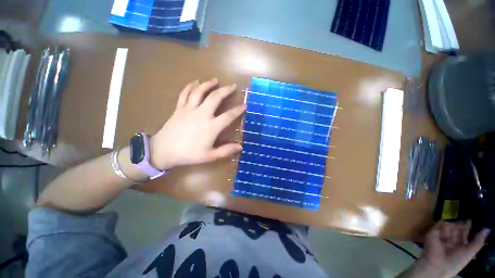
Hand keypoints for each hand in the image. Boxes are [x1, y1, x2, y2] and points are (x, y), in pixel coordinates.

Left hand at [150, 79, 245, 169]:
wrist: (164, 151)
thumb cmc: (189, 154)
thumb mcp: (210, 156)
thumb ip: (226, 151)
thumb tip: (240, 147)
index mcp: (211, 127)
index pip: (229, 116)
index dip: (238, 110)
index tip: (244, 105)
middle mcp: (202, 114)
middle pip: (215, 97)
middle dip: (225, 90)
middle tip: (232, 86)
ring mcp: (189, 109)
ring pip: (200, 91)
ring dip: (209, 84)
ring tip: (215, 80)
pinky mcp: (179, 108)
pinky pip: (185, 93)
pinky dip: (190, 86)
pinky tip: (195, 82)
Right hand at [417, 221, 488, 277]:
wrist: (438, 264)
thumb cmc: (455, 261)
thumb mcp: (470, 252)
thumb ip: (478, 241)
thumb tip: (486, 229)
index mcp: (459, 244)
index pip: (464, 232)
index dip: (468, 226)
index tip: (472, 219)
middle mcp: (451, 239)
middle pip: (457, 228)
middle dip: (462, 224)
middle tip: (467, 219)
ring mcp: (441, 236)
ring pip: (449, 225)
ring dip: (454, 225)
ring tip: (458, 224)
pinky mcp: (433, 232)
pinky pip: (439, 225)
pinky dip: (444, 225)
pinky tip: (448, 226)